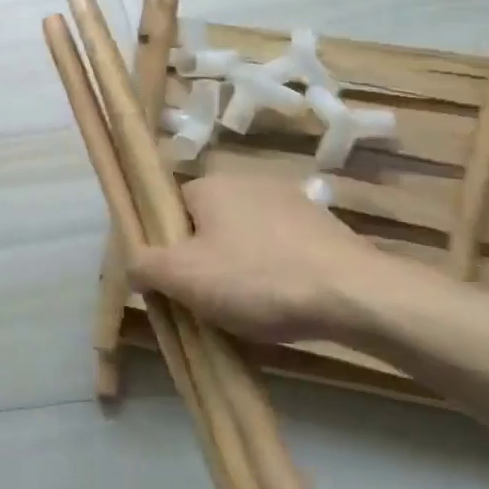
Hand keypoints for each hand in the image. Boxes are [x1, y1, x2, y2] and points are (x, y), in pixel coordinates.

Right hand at [128, 171, 412, 342]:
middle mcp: (247, 181)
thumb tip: (133, 261)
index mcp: (210, 184)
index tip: (177, 281)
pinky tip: (286, 301)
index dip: (168, 247)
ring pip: (247, 237)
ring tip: (251, 307)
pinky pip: (282, 247)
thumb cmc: (257, 279)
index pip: (171, 210)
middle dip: (206, 259)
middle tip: (210, 300)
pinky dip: (277, 270)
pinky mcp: (324, 226)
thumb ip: (144, 264)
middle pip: (208, 224)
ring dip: (242, 266)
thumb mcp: (183, 278)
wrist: (355, 295)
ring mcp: (291, 201)